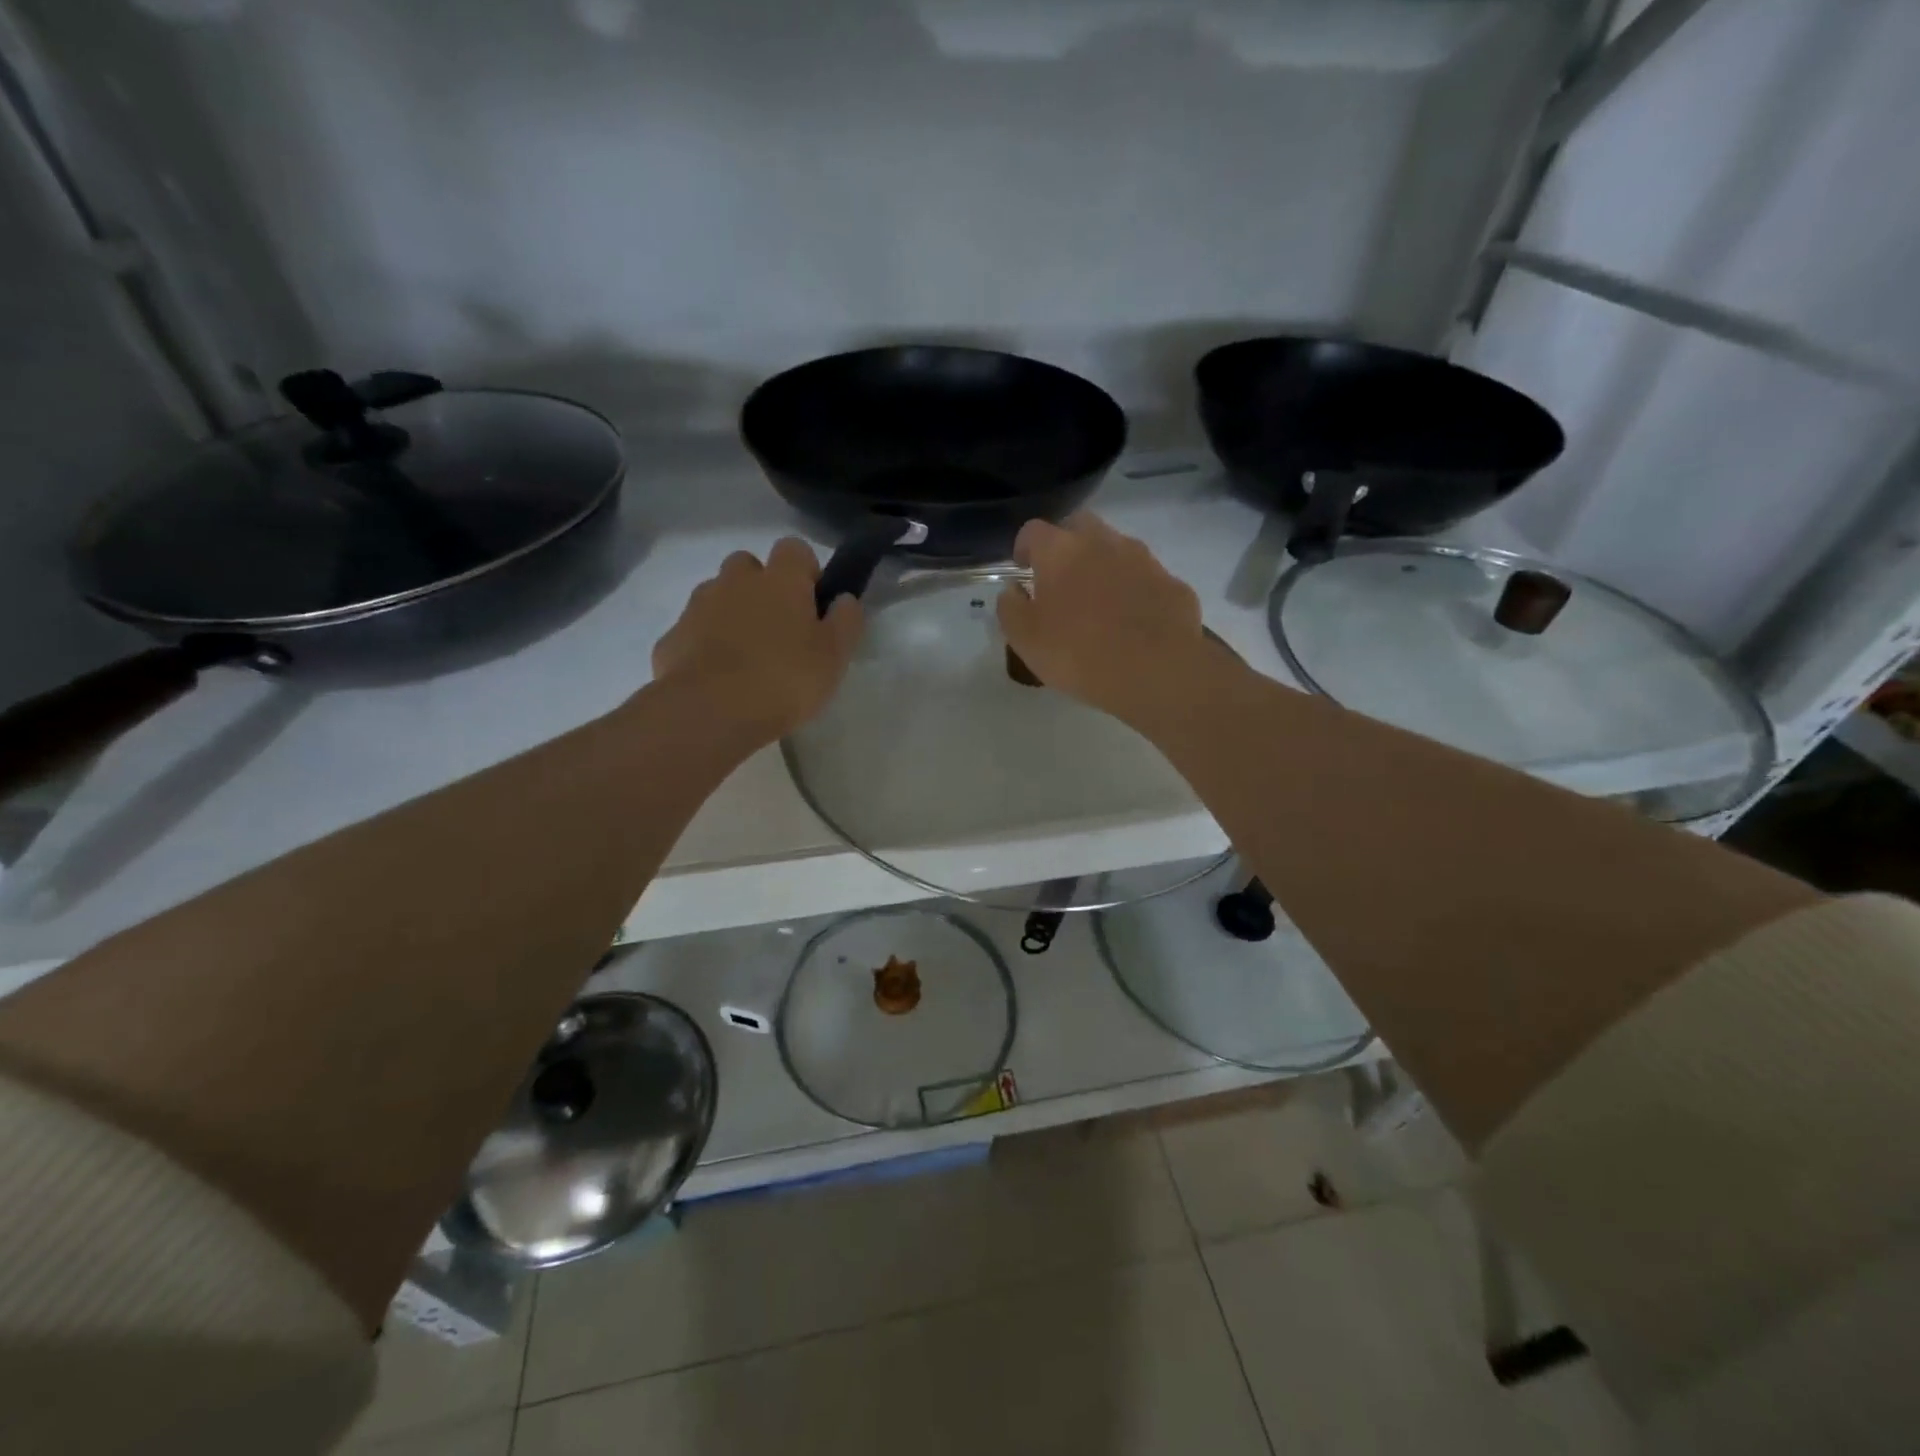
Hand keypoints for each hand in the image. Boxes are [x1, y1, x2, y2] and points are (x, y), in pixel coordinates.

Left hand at [653, 538, 863, 740]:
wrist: (710, 712)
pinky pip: (694, 631)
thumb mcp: (834, 656)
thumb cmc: (785, 680)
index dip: (805, 571)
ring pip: (717, 595)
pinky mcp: (671, 637)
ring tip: (746, 657)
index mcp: (780, 580)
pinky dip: (705, 644)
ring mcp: (698, 606)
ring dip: (731, 614)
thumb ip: (845, 621)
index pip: (794, 548)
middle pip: (748, 566)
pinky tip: (717, 678)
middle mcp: (735, 581)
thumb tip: (844, 599)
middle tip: (778, 630)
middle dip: (762, 587)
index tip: (813, 603)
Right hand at [996, 513, 1212, 726]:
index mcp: (1061, 551)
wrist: (1156, 671)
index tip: (1022, 568)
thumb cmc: (1078, 654)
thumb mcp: (1025, 640)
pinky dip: (1135, 591)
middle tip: (1060, 579)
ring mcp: (1143, 559)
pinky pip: (1145, 579)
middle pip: (1079, 526)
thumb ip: (1011, 608)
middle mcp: (1103, 542)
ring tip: (1099, 603)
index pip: (1033, 531)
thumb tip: (1012, 590)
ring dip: (1103, 565)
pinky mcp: (1172, 583)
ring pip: (1117, 549)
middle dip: (1066, 545)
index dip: (1024, 547)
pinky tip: (1133, 621)